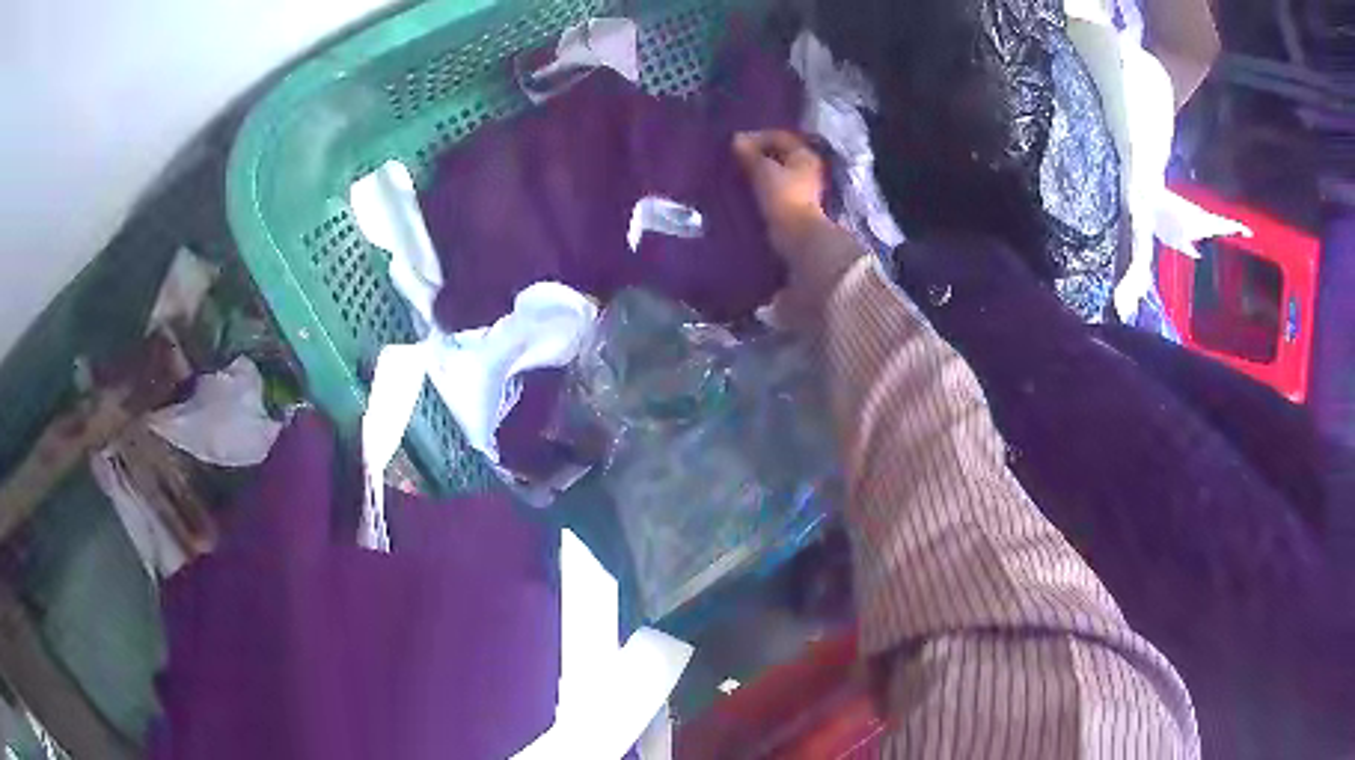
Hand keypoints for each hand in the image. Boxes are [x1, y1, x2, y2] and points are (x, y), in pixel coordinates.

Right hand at [733, 130, 829, 257]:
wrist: (795, 234)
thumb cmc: (782, 196)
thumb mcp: (762, 170)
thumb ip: (749, 153)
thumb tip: (737, 139)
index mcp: (804, 153)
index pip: (779, 136)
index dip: (756, 136)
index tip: (737, 144)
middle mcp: (806, 166)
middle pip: (779, 152)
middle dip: (757, 152)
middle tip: (736, 156)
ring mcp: (802, 185)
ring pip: (777, 168)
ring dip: (758, 168)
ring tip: (739, 171)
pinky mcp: (794, 201)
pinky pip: (775, 184)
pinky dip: (762, 181)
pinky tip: (748, 186)